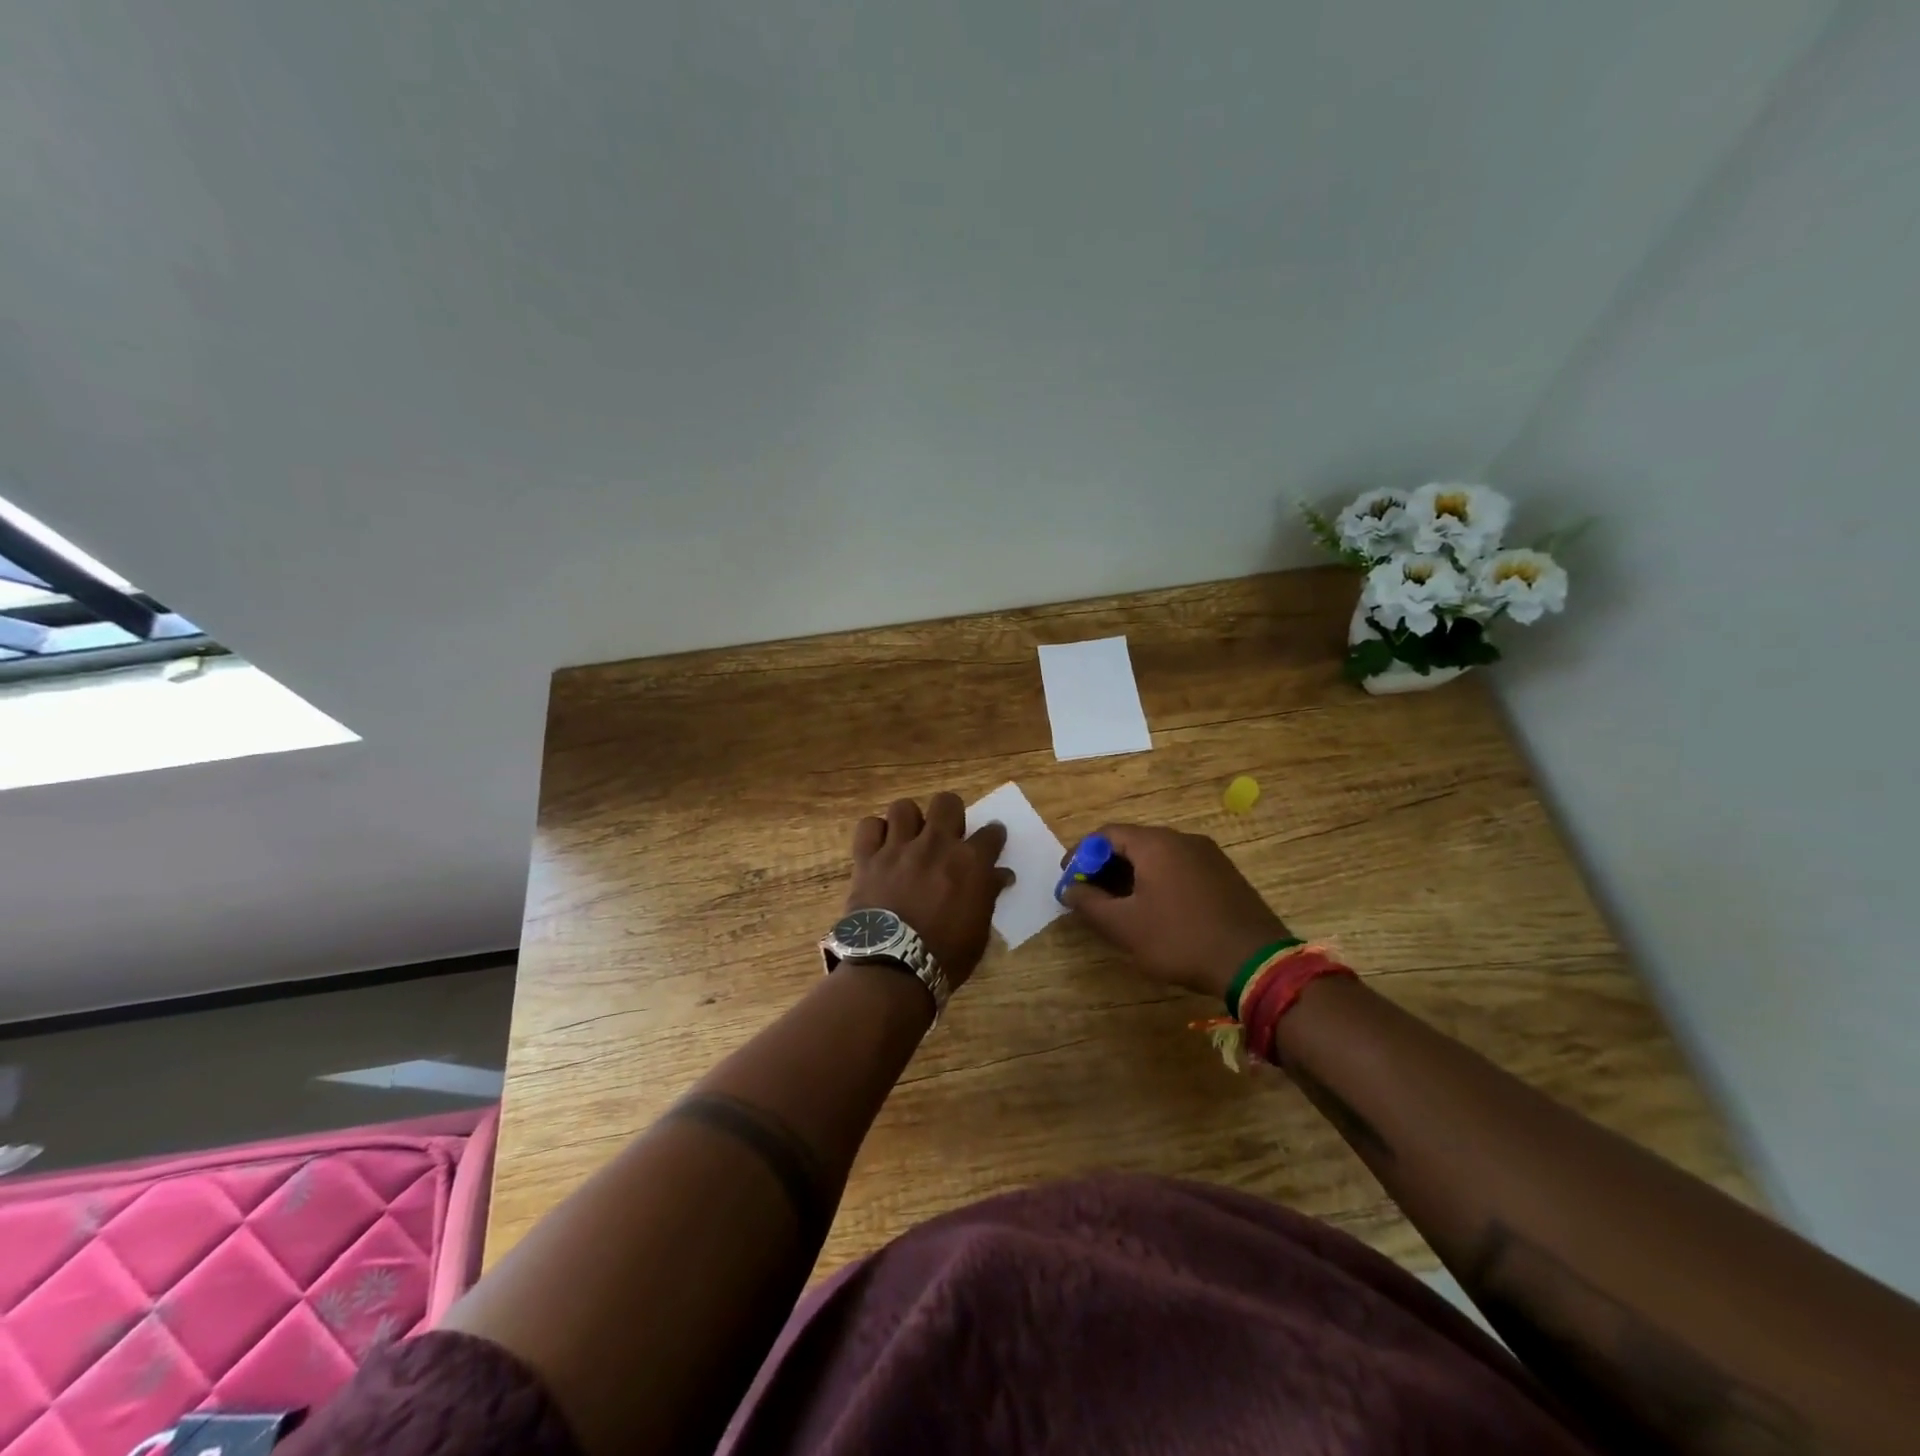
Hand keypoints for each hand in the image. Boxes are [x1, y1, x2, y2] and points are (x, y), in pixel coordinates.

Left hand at [844, 793, 1012, 992]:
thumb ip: (988, 895)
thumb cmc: (945, 956)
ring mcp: (898, 848)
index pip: (991, 833)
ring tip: (910, 838)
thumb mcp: (979, 931)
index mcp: (970, 862)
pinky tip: (880, 847)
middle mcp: (936, 845)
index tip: (991, 840)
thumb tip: (1002, 875)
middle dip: (951, 814)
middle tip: (948, 834)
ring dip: (909, 821)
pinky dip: (875, 833)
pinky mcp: (867, 858)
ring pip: (904, 808)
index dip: (993, 835)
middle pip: (947, 803)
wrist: (893, 969)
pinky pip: (868, 827)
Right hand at [1058, 823, 1291, 999]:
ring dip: (1132, 875)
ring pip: (1157, 856)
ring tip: (1119, 905)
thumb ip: (1090, 904)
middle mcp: (1182, 839)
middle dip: (1105, 866)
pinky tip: (1155, 910)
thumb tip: (1069, 889)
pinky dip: (1158, 881)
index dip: (1081, 855)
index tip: (1069, 880)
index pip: (1106, 834)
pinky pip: (1179, 868)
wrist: (1255, 963)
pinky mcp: (1224, 875)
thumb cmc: (1181, 939)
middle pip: (1132, 842)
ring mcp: (1208, 855)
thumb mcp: (1125, 927)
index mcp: (1155, 843)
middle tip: (1090, 894)